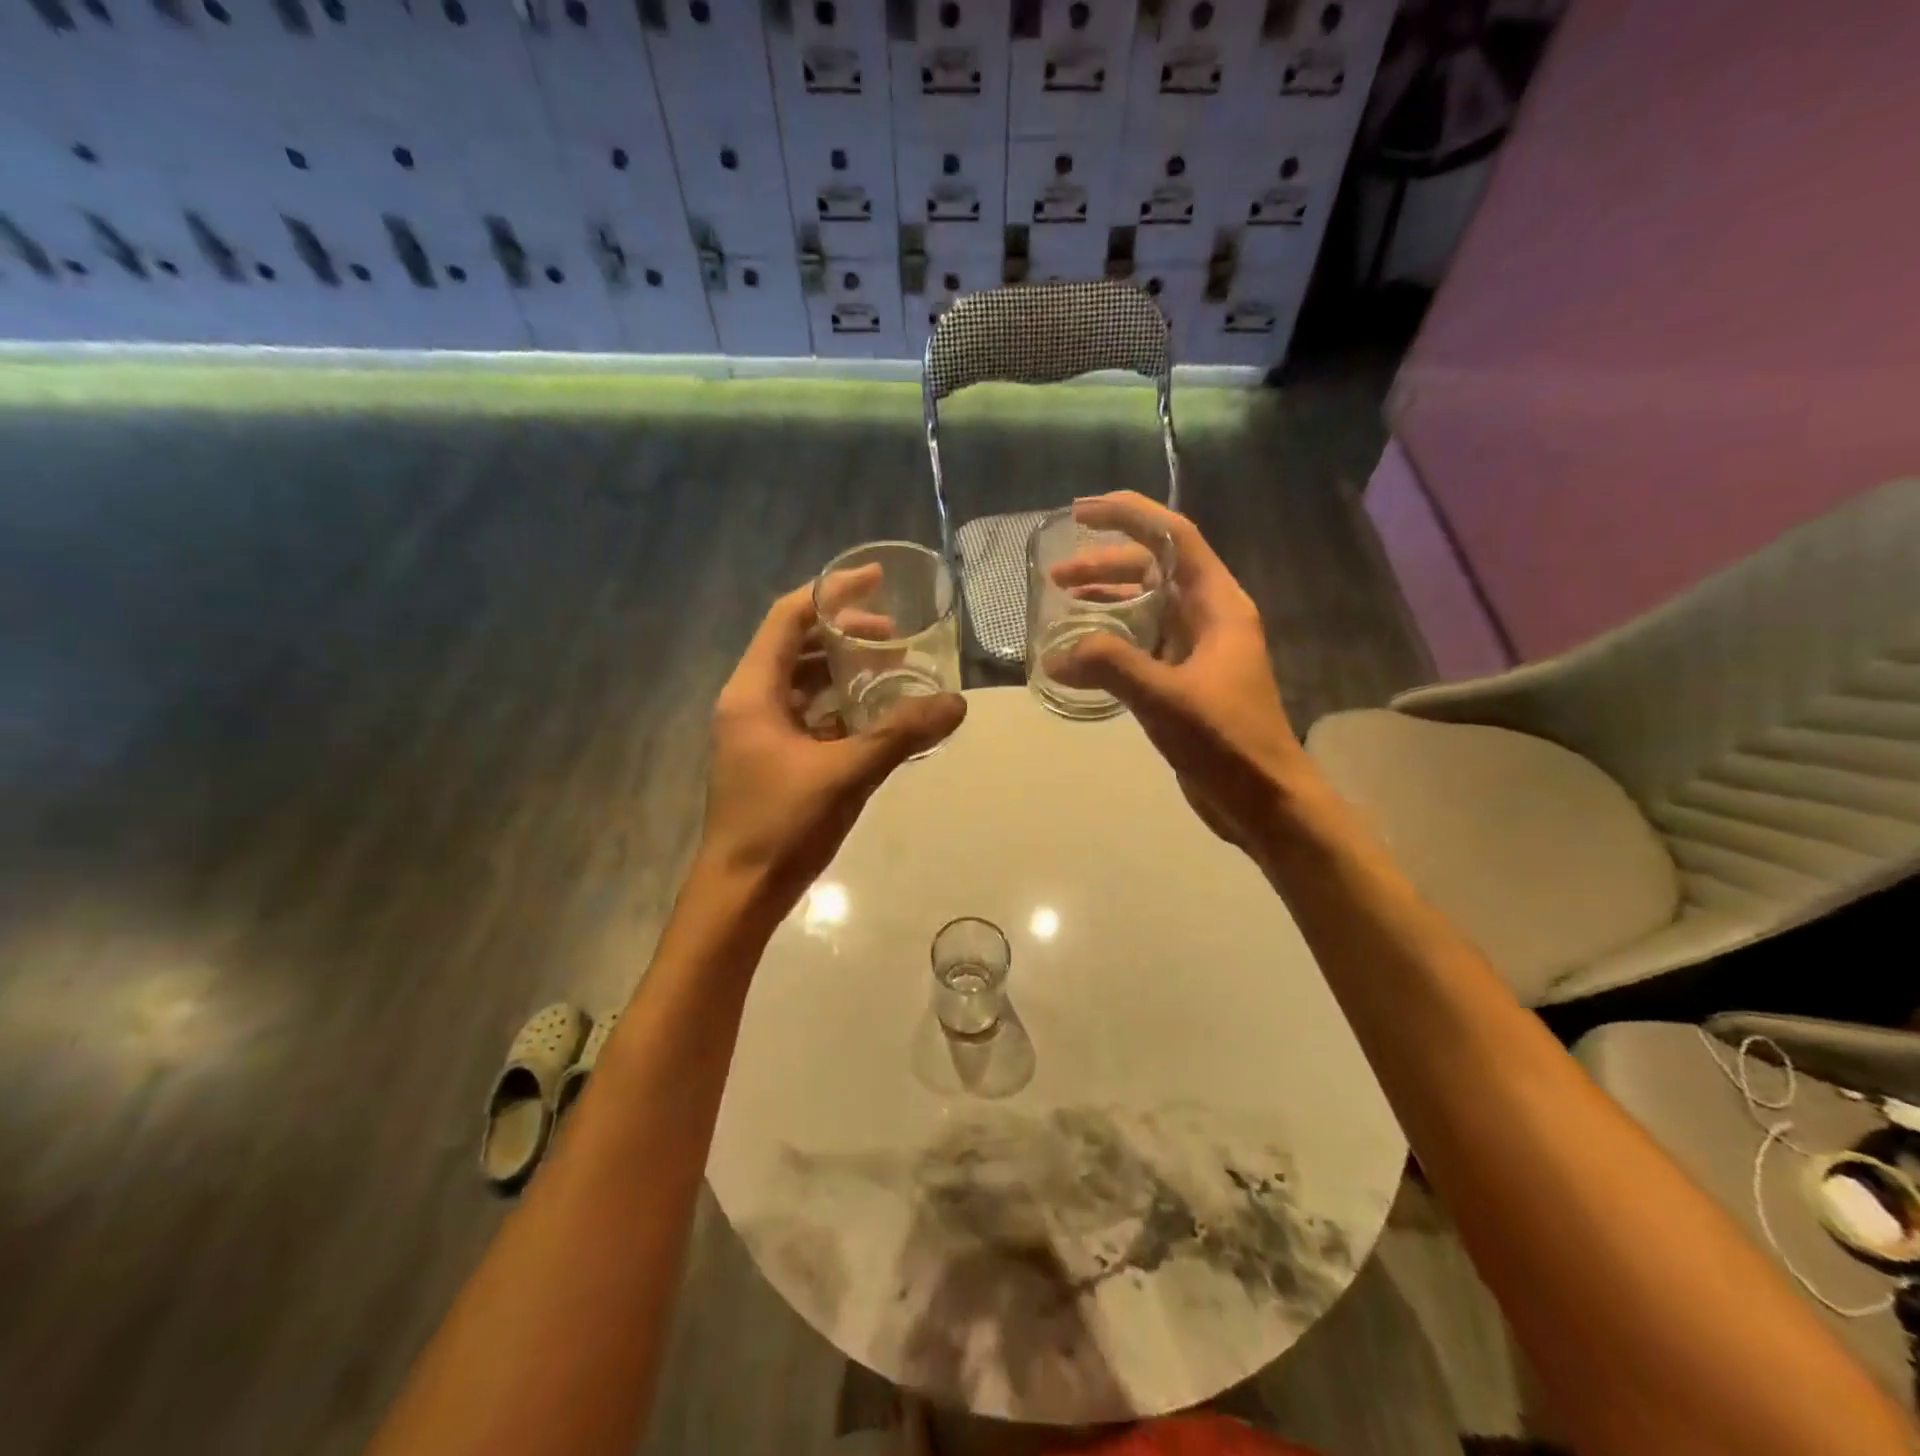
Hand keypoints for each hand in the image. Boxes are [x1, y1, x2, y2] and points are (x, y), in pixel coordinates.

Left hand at [701, 578, 965, 914]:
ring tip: (890, 668)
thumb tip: (957, 703)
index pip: (788, 618)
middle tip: (896, 636)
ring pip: (801, 681)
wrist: (741, 892)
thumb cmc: (782, 825)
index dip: (832, 592)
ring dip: (842, 669)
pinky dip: (838, 704)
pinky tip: (874, 713)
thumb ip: (901, 734)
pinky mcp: (771, 757)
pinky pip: (806, 713)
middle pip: (796, 645)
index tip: (877, 580)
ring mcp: (758, 732)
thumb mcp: (847, 773)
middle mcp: (750, 702)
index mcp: (753, 692)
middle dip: (845, 633)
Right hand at [1047, 492, 1309, 857]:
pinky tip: (1083, 652)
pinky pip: (1143, 643)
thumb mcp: (1165, 698)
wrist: (1264, 800)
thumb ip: (1110, 667)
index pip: (1174, 537)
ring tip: (1062, 604)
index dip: (1129, 515)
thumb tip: (1056, 655)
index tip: (1081, 513)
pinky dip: (1112, 639)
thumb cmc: (1226, 742)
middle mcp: (1210, 617)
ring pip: (1147, 606)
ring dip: (1107, 600)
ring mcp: (1198, 650)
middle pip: (1155, 569)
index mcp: (1218, 605)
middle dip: (1106, 564)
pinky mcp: (1186, 680)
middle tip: (1057, 576)